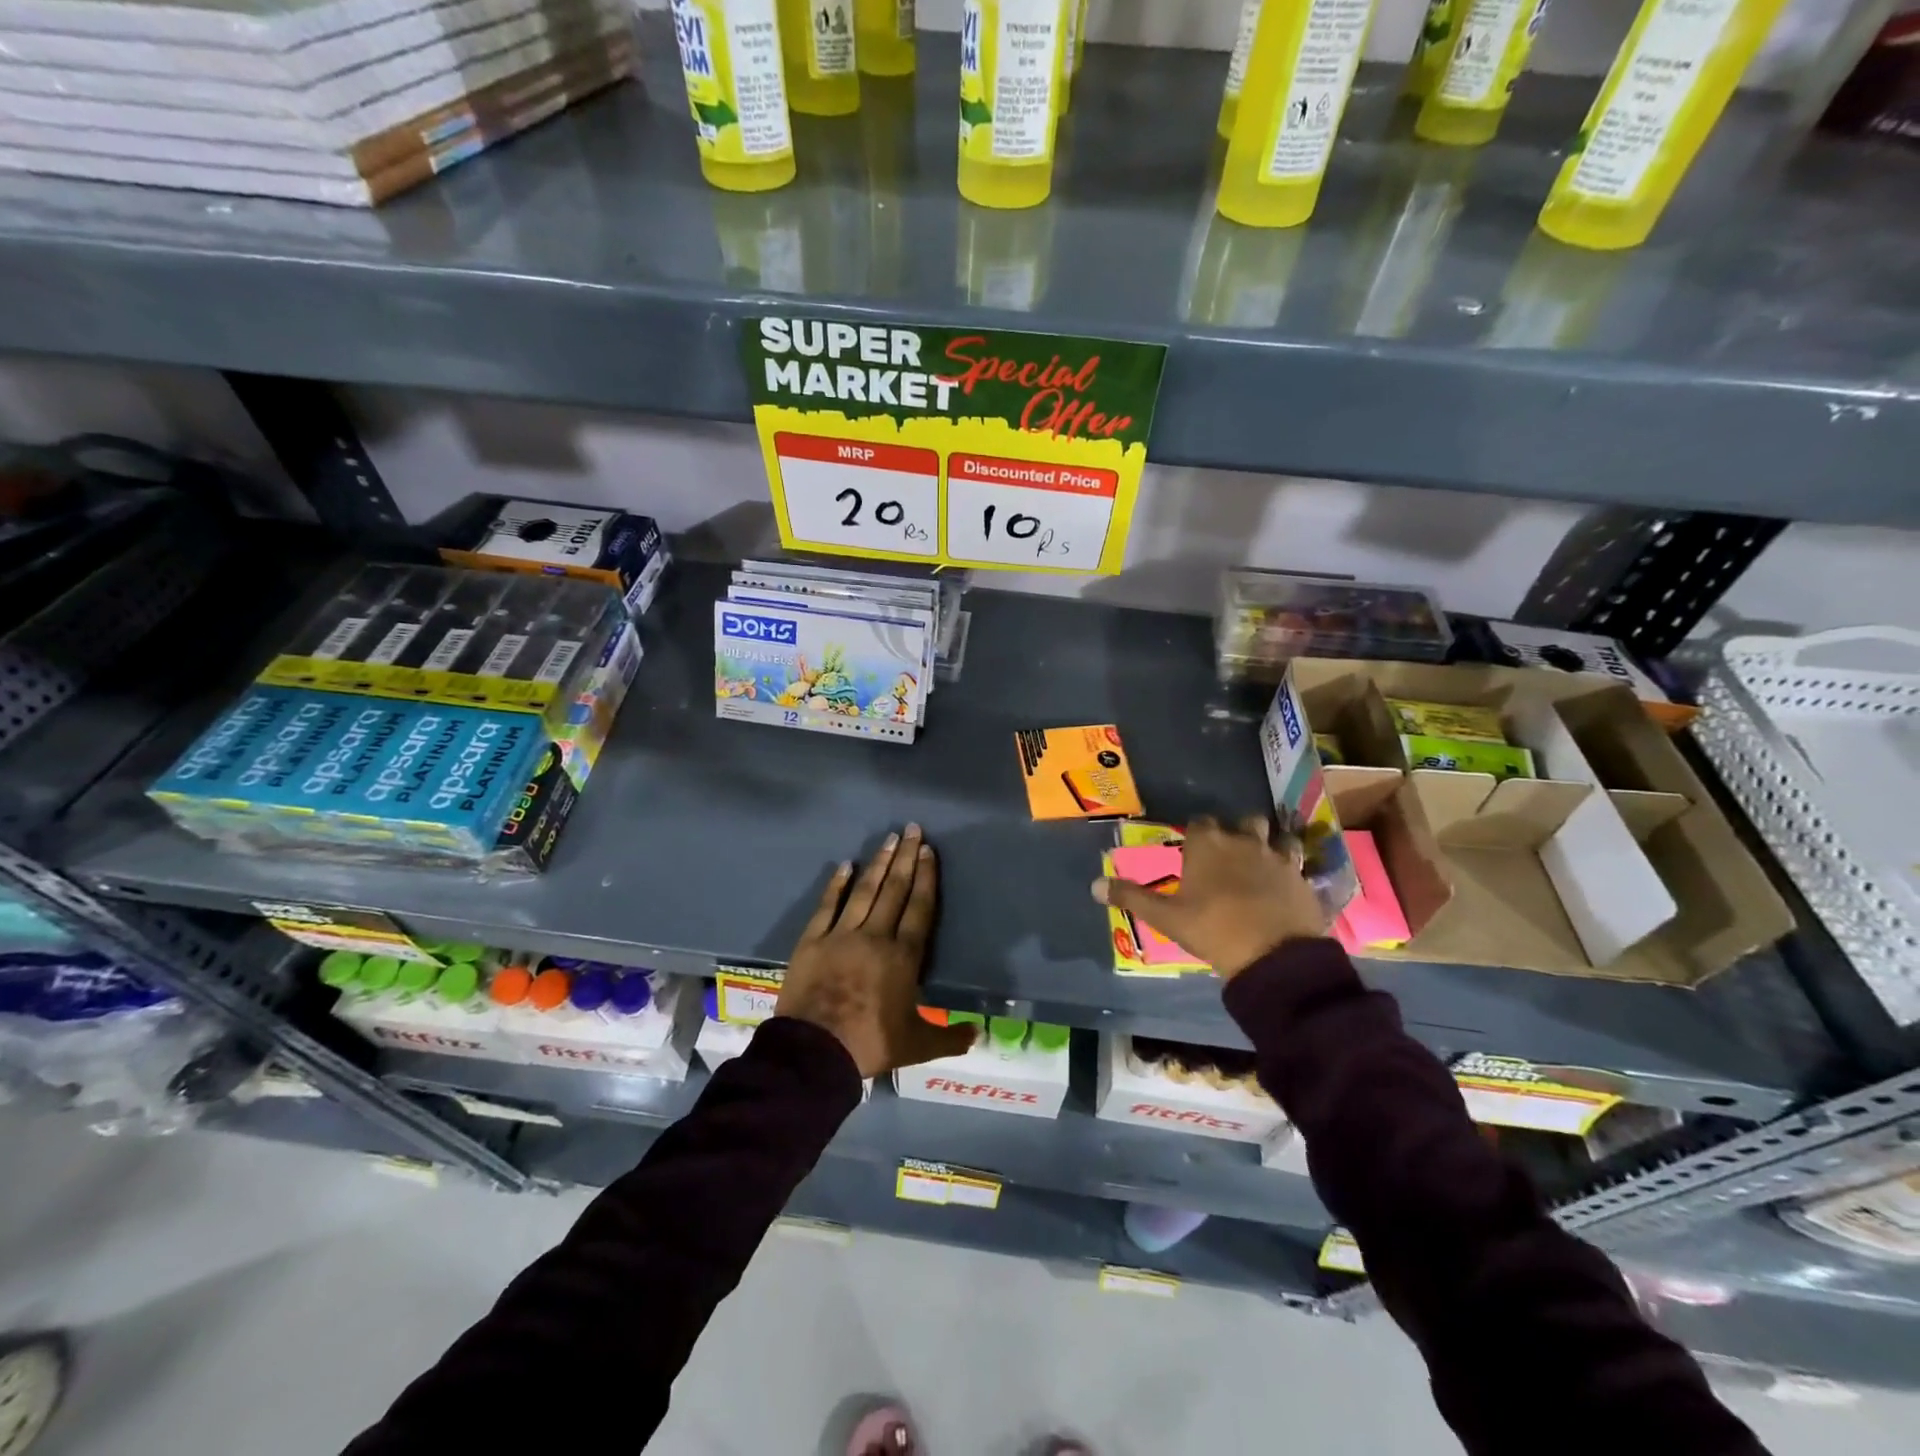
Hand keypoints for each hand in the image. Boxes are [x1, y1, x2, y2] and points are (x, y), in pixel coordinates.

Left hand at [777, 824, 973, 1077]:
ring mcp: (841, 935)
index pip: (919, 908)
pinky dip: (837, 884)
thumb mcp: (916, 1045)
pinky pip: (827, 906)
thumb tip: (979, 1034)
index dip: (926, 877)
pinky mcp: (813, 940)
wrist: (814, 1052)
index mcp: (903, 957)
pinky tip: (846, 865)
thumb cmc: (870, 1045)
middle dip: (906, 858)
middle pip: (895, 890)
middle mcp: (875, 936)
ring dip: (878, 863)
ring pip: (865, 891)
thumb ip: (949, 1037)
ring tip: (889, 839)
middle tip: (912, 830)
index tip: (929, 851)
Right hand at [1093, 815, 1326, 978]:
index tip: (1193, 852)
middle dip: (1237, 832)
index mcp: (1208, 843)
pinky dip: (1291, 867)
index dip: (1197, 835)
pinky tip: (1286, 883)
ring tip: (1260, 864)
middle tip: (1228, 857)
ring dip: (1268, 844)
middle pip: (1243, 821)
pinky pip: (1298, 861)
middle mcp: (1244, 840)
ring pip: (1275, 835)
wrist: (1275, 957)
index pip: (1200, 822)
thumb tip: (1093, 885)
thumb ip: (1131, 897)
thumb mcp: (1166, 917)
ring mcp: (1277, 856)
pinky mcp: (1302, 876)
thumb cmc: (1213, 929)